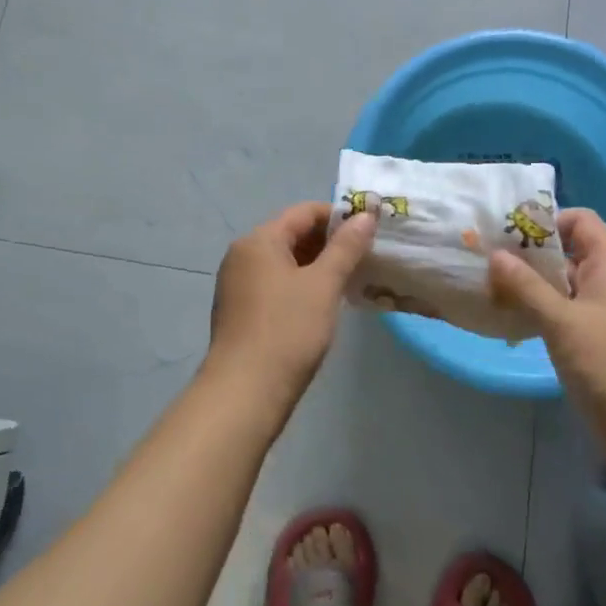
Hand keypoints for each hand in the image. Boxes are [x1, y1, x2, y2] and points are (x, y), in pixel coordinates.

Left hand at [206, 202, 376, 412]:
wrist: (244, 393)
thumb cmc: (287, 330)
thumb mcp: (324, 285)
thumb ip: (346, 247)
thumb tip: (366, 215)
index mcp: (259, 240)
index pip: (304, 212)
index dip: (339, 217)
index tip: (369, 233)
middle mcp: (242, 255)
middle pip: (292, 234)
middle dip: (329, 243)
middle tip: (364, 258)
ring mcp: (237, 284)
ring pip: (284, 262)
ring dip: (316, 266)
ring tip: (349, 281)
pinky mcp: (239, 310)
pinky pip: (274, 284)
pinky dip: (300, 286)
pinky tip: (322, 305)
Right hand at [488, 208, 605, 463]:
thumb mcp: (561, 322)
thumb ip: (526, 286)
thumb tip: (495, 254)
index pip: (580, 220)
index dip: (548, 220)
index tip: (512, 235)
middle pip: (567, 251)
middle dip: (530, 254)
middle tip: (491, 261)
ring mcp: (604, 311)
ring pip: (563, 283)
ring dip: (531, 284)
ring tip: (492, 288)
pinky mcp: (597, 338)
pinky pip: (565, 310)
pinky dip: (541, 309)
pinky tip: (512, 318)